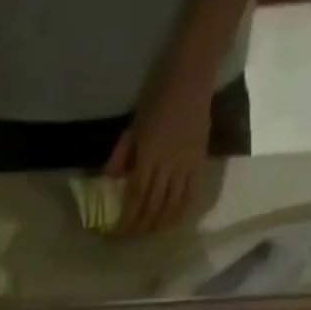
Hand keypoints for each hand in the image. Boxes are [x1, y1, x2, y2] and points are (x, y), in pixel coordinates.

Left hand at [104, 71, 211, 236]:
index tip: (115, 235)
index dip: (125, 221)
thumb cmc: (159, 93)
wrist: (194, 70)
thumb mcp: (134, 124)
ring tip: (148, 233)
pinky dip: (180, 214)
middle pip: (152, 208)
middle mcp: (168, 165)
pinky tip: (171, 222)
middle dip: (139, 228)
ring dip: (158, 225)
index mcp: (149, 155)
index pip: (134, 198)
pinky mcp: (201, 161)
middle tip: (129, 239)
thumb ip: (121, 154)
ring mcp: (186, 164)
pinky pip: (191, 195)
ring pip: (171, 207)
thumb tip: (109, 182)